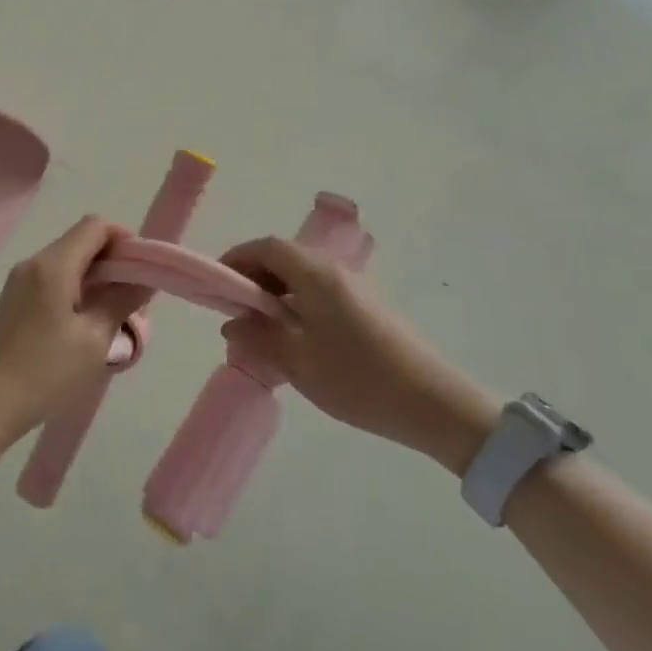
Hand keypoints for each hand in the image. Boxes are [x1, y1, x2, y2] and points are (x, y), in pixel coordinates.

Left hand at [0, 216, 148, 455]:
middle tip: (133, 301)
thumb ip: (121, 302)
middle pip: (81, 242)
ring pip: (67, 263)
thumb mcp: (94, 340)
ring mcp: (19, 282)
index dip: (125, 241)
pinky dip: (75, 292)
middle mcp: (33, 263)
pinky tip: (84, 327)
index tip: (142, 272)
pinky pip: (52, 281)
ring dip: (95, 280)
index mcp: (53, 265)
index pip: (95, 226)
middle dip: (113, 263)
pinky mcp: (13, 302)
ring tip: (112, 318)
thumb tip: (144, 280)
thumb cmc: (44, 373)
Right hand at [218, 237, 498, 472]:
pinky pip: (320, 292)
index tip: (217, 284)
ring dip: (276, 292)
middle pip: (285, 257)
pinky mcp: (368, 307)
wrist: (434, 403)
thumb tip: (232, 323)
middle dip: (254, 276)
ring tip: (260, 328)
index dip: (238, 258)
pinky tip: (293, 338)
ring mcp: (355, 288)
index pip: (267, 247)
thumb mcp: (298, 362)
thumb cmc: (358, 378)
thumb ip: (259, 338)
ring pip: (303, 276)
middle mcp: (335, 271)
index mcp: (316, 274)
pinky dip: (297, 303)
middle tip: (235, 310)